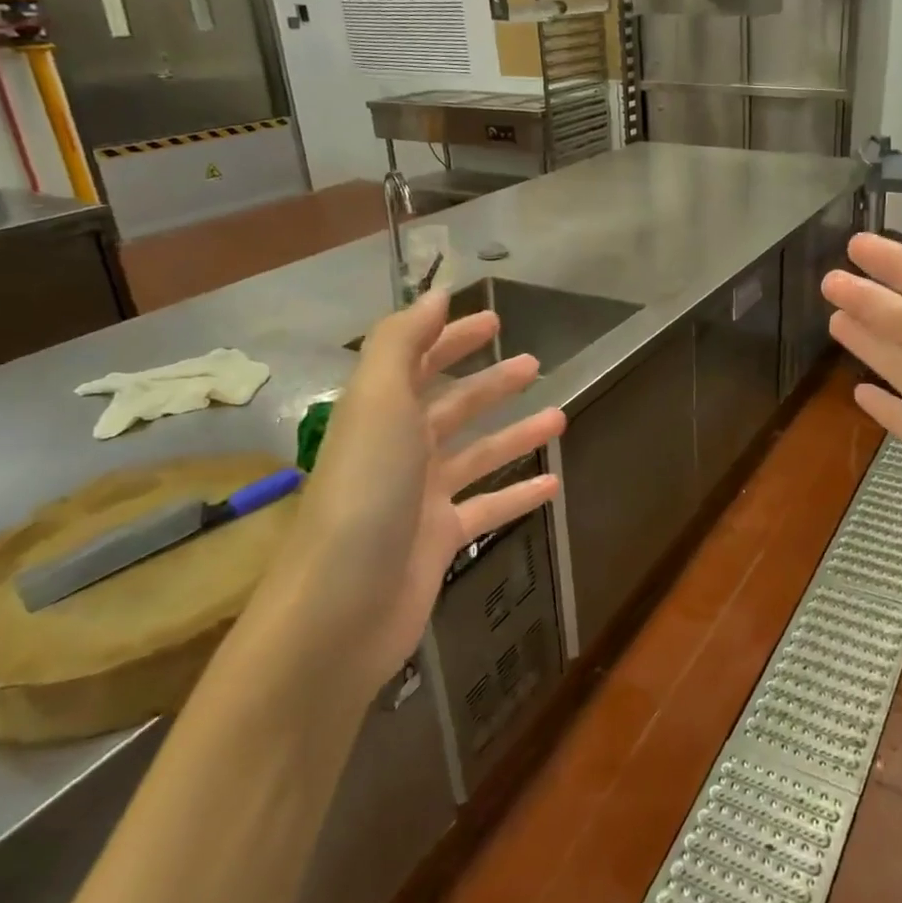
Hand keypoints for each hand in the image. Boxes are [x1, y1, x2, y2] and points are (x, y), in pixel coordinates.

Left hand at [281, 292, 564, 682]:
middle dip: (490, 383)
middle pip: (451, 407)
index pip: (417, 361)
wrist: (342, 608)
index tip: (492, 320)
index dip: (450, 337)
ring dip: (516, 435)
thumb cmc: (365, 493)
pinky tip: (554, 486)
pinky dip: (518, 494)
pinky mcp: (440, 541)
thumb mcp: (378, 402)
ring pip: (477, 455)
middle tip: (534, 364)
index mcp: (379, 414)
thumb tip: (435, 293)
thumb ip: (402, 342)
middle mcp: (399, 450)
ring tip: (560, 417)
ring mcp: (420, 499)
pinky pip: (488, 507)